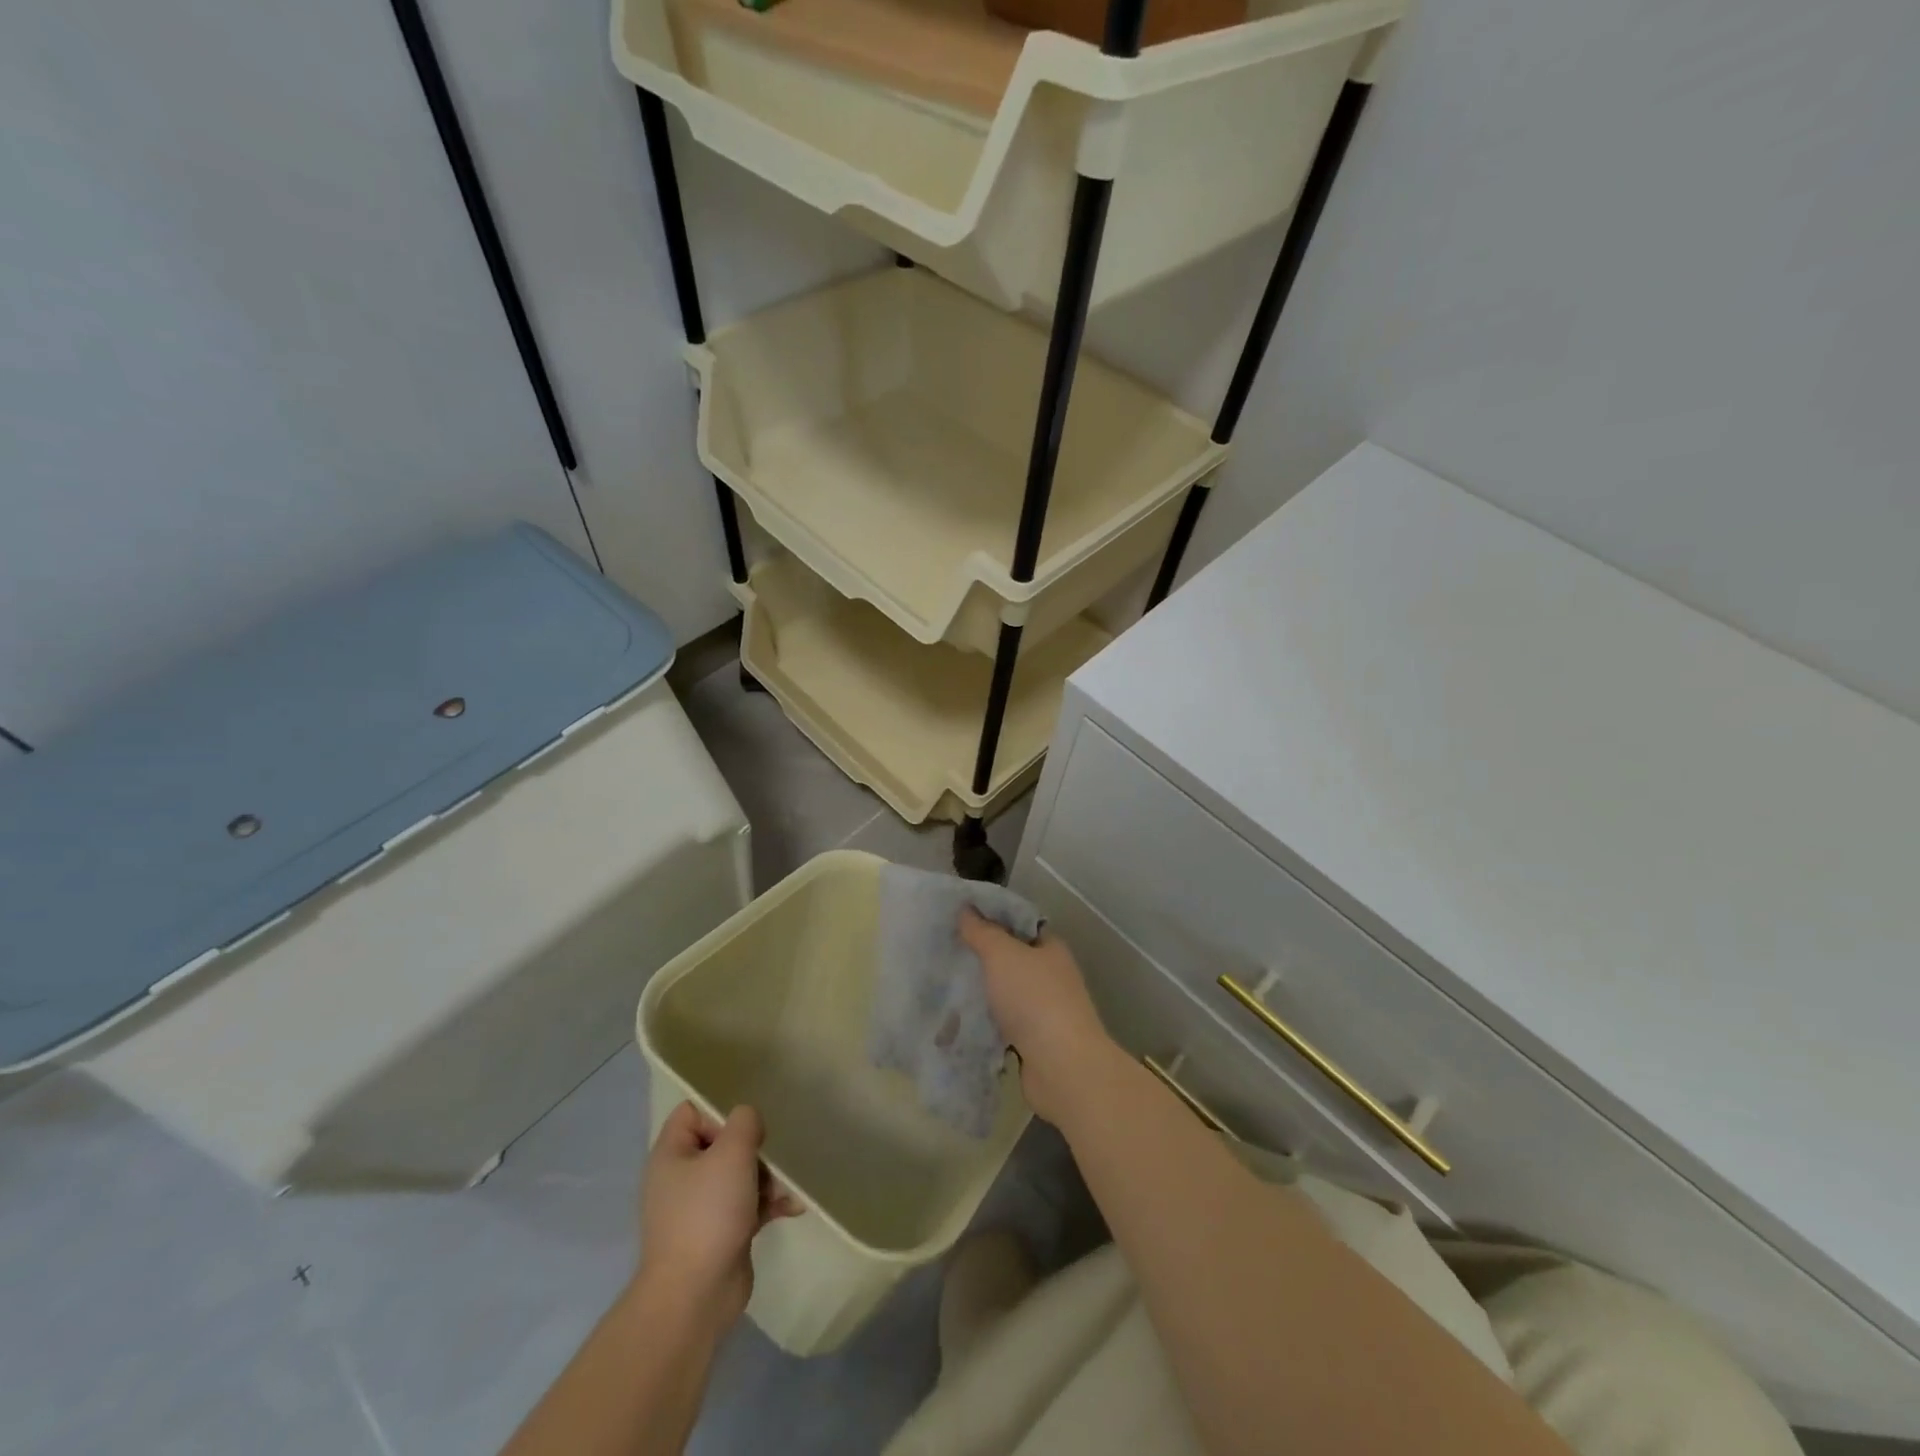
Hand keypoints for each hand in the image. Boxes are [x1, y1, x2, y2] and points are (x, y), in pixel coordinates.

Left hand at [634, 1102, 801, 1329]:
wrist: (694, 1297)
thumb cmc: (707, 1213)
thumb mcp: (731, 1152)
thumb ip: (745, 1122)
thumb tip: (748, 1122)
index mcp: (671, 1154)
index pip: (692, 1112)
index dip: (720, 1111)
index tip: (746, 1126)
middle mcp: (681, 1178)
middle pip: (723, 1143)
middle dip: (753, 1149)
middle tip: (770, 1159)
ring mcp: (700, 1208)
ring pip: (739, 1175)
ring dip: (767, 1177)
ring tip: (785, 1190)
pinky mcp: (720, 1232)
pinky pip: (747, 1205)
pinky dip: (768, 1203)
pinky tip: (793, 1207)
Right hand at [960, 909, 1116, 1126]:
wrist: (1061, 1067)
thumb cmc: (1034, 999)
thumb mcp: (1002, 954)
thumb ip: (982, 932)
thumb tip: (966, 909)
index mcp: (1051, 949)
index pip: (1022, 926)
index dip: (994, 920)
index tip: (961, 920)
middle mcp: (1052, 977)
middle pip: (1013, 961)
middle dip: (983, 960)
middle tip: (948, 953)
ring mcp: (1046, 1013)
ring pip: (1007, 996)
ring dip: (984, 995)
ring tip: (946, 987)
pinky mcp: (1035, 1044)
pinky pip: (1004, 1027)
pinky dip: (986, 1025)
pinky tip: (959, 1023)